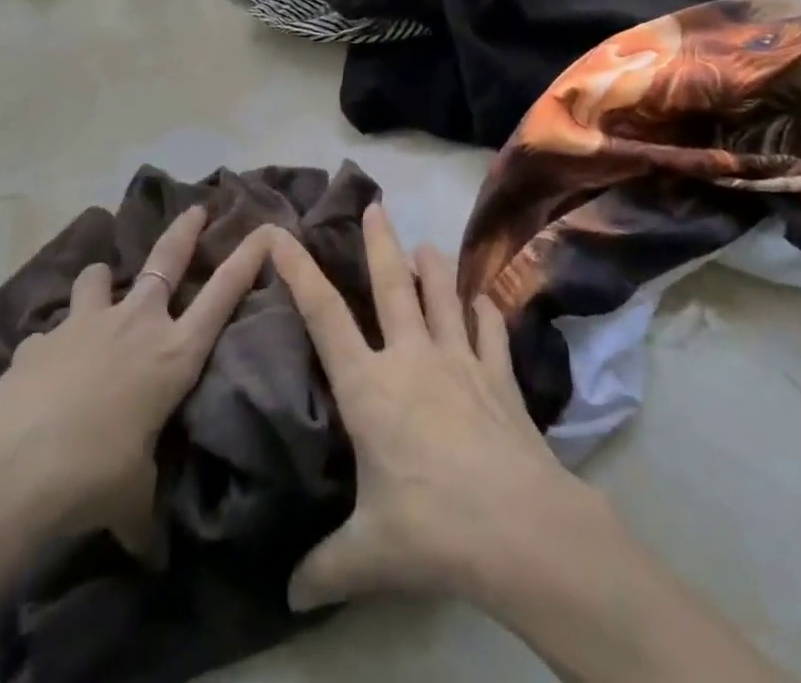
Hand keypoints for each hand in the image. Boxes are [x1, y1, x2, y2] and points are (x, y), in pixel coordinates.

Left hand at [0, 207, 272, 556]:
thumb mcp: (132, 496)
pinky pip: (54, 329)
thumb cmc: (91, 478)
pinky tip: (45, 365)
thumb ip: (146, 508)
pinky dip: (56, 339)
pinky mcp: (41, 339)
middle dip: (184, 231)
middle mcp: (136, 324)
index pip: (222, 294)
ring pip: (103, 277)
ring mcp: (86, 323)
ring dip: (105, 279)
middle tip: (196, 208)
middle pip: (167, 260)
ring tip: (102, 285)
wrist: (6, 472)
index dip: (247, 258)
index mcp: (173, 353)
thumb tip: (153, 560)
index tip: (264, 230)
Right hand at [267, 204, 603, 612]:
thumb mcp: (366, 555)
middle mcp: (413, 357)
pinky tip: (485, 303)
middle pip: (392, 286)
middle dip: (381, 243)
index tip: (283, 236)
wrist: (516, 526)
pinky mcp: (499, 375)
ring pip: (444, 297)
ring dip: (435, 268)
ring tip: (427, 245)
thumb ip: (325, 567)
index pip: (325, 318)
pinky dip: (487, 314)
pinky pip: (491, 333)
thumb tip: (290, 594)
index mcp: (370, 387)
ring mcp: (461, 360)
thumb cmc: (429, 527)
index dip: (301, 274)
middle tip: (376, 206)